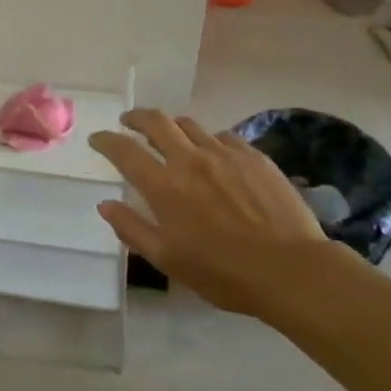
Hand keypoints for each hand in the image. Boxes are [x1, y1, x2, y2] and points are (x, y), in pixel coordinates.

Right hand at [88, 111, 334, 316]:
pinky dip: (208, 140)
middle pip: (155, 121)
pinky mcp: (254, 157)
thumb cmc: (224, 272)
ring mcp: (224, 154)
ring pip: (189, 124)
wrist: (293, 271)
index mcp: (164, 185)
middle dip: (135, 118)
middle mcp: (190, 160)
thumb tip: (105, 205)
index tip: (97, 139)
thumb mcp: (168, 259)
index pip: (124, 150)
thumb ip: (132, 229)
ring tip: (170, 136)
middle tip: (128, 122)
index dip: (106, 140)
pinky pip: (223, 137)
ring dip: (171, 126)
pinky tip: (213, 154)